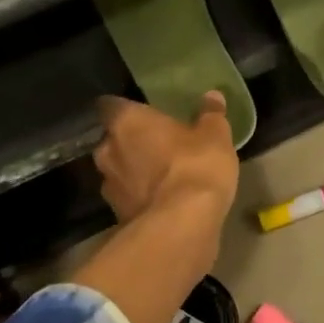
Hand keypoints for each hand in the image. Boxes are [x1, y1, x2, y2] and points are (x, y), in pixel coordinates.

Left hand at [93, 91, 238, 225]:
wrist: (181, 226)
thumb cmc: (194, 166)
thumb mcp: (214, 135)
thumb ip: (210, 114)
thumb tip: (212, 96)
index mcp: (126, 122)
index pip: (110, 106)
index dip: (125, 108)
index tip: (140, 111)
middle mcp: (108, 150)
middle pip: (112, 140)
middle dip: (130, 142)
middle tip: (155, 143)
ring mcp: (109, 186)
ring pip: (118, 170)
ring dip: (133, 171)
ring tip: (159, 174)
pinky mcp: (117, 215)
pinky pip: (127, 198)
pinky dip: (139, 197)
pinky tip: (161, 200)